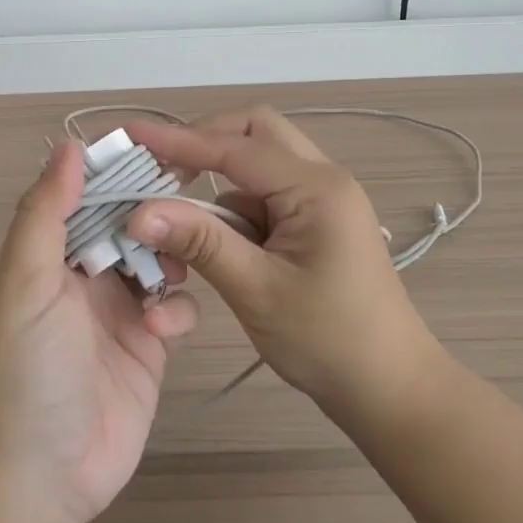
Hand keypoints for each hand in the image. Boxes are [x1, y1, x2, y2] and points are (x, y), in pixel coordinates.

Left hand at [0, 142, 198, 522]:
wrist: (40, 477)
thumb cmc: (25, 371)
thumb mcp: (23, 285)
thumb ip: (45, 215)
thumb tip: (68, 146)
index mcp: (44, 255)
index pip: (81, 195)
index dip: (113, 172)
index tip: (155, 148)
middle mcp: (81, 276)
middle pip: (125, 224)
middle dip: (152, 212)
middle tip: (188, 198)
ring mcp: (117, 311)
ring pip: (156, 259)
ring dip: (169, 256)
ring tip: (172, 268)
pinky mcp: (147, 346)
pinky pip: (175, 308)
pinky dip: (178, 308)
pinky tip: (164, 326)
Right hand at [123, 108, 436, 413]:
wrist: (390, 389)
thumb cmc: (329, 341)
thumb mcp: (256, 290)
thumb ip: (200, 242)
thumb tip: (139, 212)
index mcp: (316, 187)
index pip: (236, 147)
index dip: (180, 141)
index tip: (132, 135)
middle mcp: (322, 180)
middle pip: (254, 134)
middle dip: (204, 144)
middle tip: (160, 170)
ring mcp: (321, 200)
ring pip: (257, 166)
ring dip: (216, 183)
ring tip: (177, 220)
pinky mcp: (314, 223)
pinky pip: (264, 197)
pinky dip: (233, 211)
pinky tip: (214, 245)